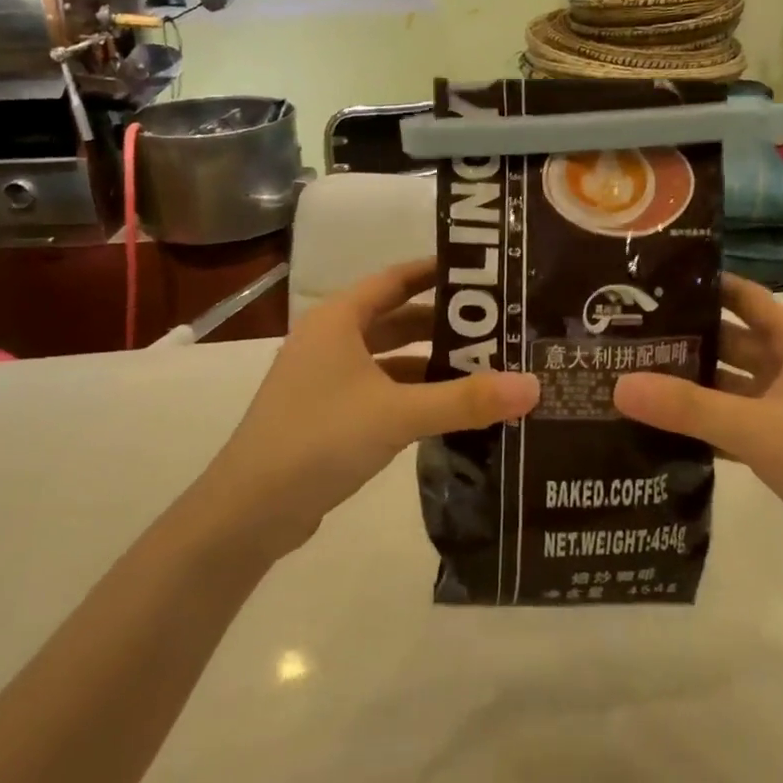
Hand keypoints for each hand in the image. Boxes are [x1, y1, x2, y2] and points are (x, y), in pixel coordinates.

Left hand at [191, 258, 539, 558]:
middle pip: (397, 319)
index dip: (436, 272)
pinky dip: (414, 395)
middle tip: (499, 327)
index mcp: (338, 320)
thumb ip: (466, 400)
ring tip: (486, 369)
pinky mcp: (330, 416)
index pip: (395, 279)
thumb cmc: (318, 439)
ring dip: (432, 363)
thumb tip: (533, 386)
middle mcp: (331, 341)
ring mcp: (327, 380)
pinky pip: (382, 392)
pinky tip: (450, 410)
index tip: (483, 274)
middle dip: (444, 324)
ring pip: (391, 360)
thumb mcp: (398, 414)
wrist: (249, 511)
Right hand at [613, 274, 782, 577]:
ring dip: (692, 386)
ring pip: (731, 386)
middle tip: (627, 337)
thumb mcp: (756, 428)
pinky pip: (735, 423)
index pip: (748, 299)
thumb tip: (619, 385)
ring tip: (632, 379)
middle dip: (687, 340)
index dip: (707, 287)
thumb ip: (688, 407)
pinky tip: (660, 429)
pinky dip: (704, 424)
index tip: (654, 283)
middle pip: (733, 342)